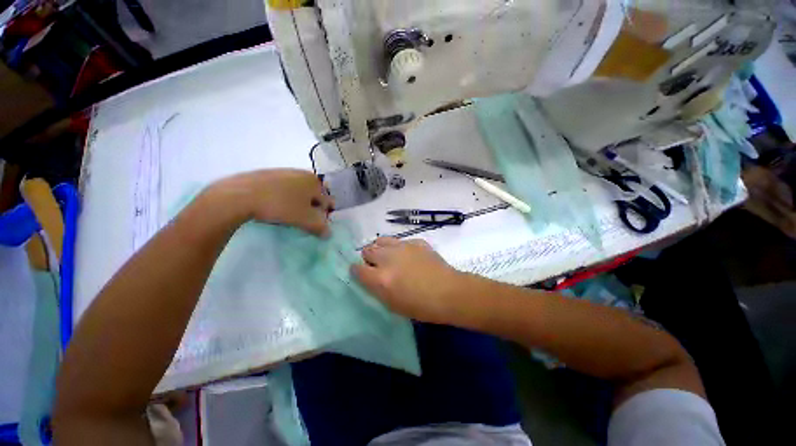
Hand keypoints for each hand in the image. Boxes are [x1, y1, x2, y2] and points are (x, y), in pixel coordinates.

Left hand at [213, 169, 333, 236]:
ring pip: (298, 191)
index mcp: (314, 181)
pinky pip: (282, 188)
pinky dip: (283, 197)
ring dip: (298, 202)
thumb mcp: (304, 220)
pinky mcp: (266, 174)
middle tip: (303, 219)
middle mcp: (301, 173)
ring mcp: (283, 172)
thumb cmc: (280, 206)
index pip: (327, 200)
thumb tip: (328, 234)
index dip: (325, 214)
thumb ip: (320, 227)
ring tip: (288, 214)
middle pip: (313, 195)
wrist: (239, 195)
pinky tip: (274, 206)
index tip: (317, 224)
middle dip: (311, 207)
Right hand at [352, 238, 462, 322]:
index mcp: (381, 278)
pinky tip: (408, 256)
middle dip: (369, 258)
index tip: (362, 273)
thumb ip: (376, 288)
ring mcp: (403, 246)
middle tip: (378, 266)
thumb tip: (369, 275)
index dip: (357, 271)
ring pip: (381, 240)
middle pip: (367, 250)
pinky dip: (399, 248)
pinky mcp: (415, 241)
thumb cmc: (421, 306)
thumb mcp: (392, 304)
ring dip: (381, 249)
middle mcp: (388, 258)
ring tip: (390, 257)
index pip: (357, 268)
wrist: (449, 292)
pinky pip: (400, 241)